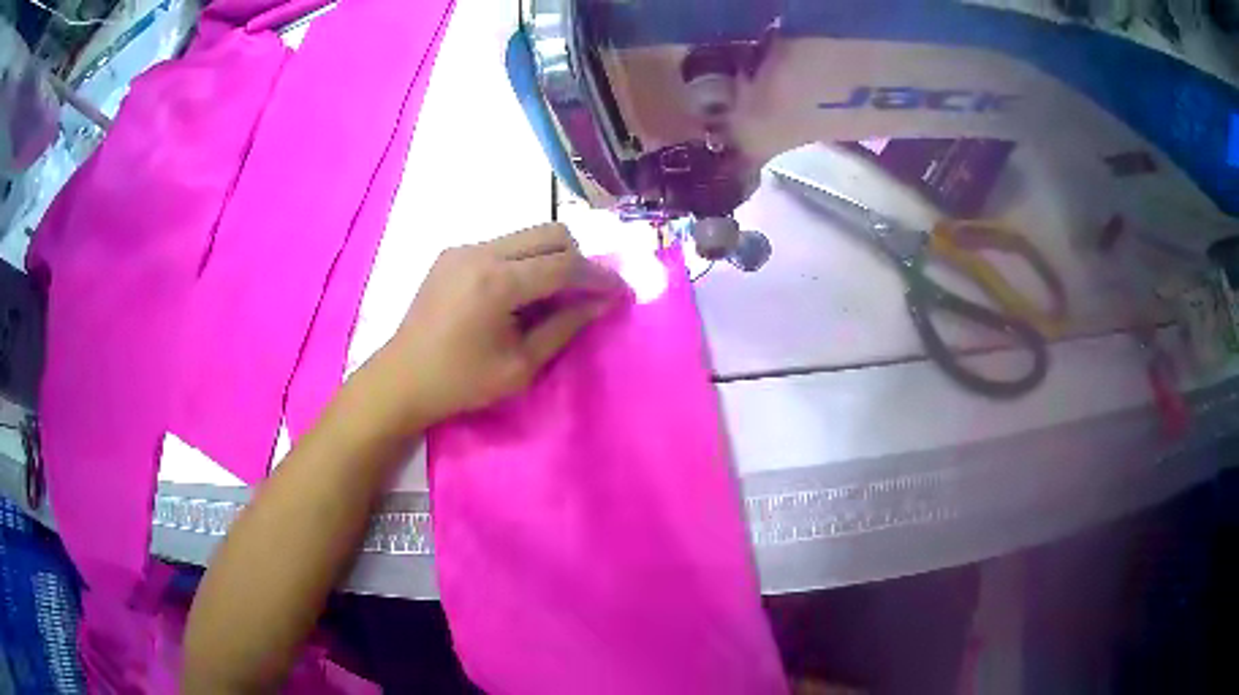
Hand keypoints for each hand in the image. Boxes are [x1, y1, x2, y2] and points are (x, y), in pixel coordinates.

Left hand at [369, 223, 623, 428]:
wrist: (402, 379)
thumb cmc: (462, 382)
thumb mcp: (521, 366)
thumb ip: (565, 327)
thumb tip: (603, 303)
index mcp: (497, 282)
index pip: (565, 265)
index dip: (600, 278)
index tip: (622, 292)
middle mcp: (481, 251)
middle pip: (551, 233)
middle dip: (579, 260)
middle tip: (587, 294)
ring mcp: (464, 248)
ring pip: (528, 234)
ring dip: (552, 258)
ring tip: (554, 295)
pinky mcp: (453, 253)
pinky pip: (504, 244)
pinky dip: (525, 261)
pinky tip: (519, 294)